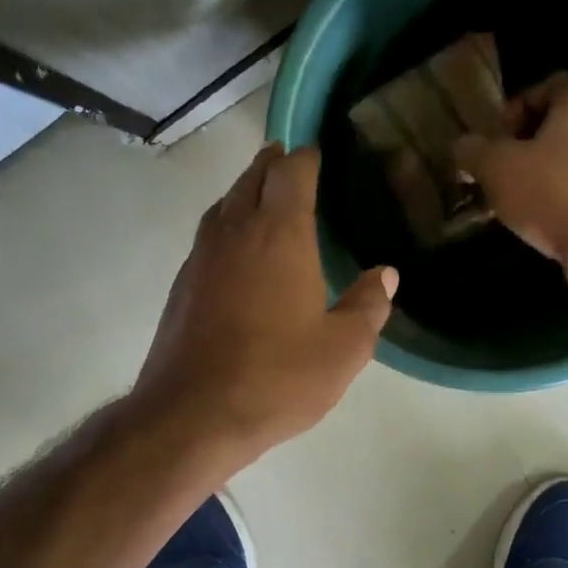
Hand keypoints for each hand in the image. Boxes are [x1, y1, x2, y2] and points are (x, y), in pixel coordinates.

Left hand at [132, 143, 397, 465]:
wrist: (193, 414)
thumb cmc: (277, 378)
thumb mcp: (343, 350)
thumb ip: (368, 306)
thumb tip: (385, 274)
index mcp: (280, 234)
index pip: (292, 173)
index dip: (306, 157)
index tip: (317, 153)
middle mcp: (236, 232)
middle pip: (251, 178)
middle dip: (272, 164)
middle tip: (290, 162)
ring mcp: (201, 257)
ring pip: (224, 205)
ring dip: (244, 192)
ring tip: (263, 196)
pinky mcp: (182, 285)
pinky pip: (208, 237)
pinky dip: (226, 226)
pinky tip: (236, 251)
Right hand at [452, 72, 567, 261]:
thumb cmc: (551, 189)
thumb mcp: (496, 167)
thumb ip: (473, 152)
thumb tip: (461, 146)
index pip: (547, 85)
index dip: (516, 107)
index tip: (495, 136)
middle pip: (558, 124)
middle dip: (524, 145)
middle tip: (498, 170)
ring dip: (540, 174)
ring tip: (514, 199)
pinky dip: (559, 197)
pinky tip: (540, 218)